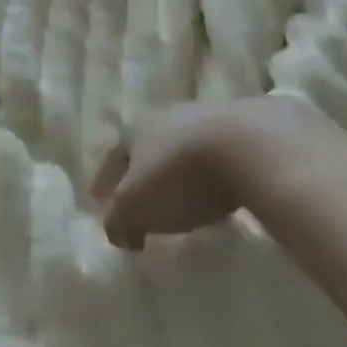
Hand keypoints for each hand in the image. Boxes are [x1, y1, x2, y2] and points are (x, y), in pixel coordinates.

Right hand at [92, 97, 322, 249]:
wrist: (247, 144)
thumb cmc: (179, 175)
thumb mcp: (136, 205)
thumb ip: (118, 218)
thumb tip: (116, 229)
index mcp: (135, 129)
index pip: (113, 158)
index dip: (105, 182)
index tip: (99, 201)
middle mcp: (165, 116)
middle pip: (146, 148)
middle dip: (141, 173)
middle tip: (140, 201)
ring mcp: (205, 118)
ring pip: (180, 149)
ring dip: (176, 173)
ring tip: (180, 200)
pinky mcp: (241, 130)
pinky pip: (214, 157)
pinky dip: (208, 175)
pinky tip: (215, 193)